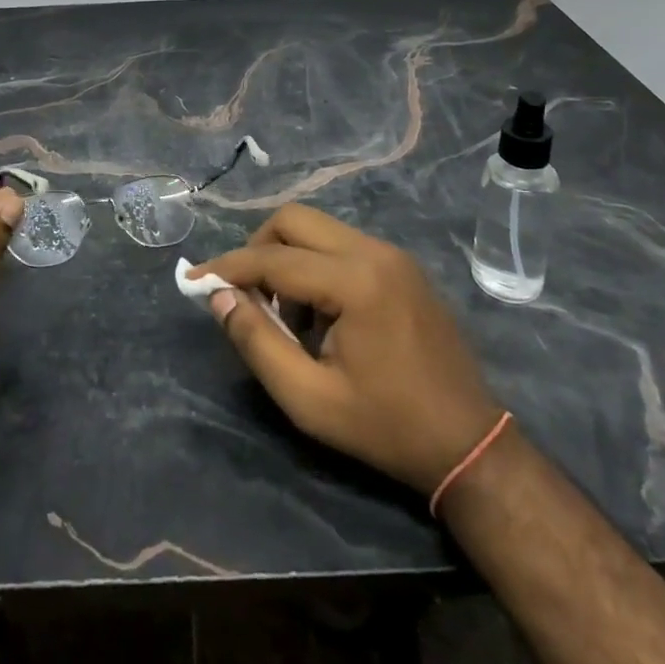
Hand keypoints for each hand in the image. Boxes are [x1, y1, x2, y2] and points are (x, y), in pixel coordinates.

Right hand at [190, 203, 501, 493]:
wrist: (470, 443)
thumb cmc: (386, 427)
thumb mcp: (310, 400)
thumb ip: (257, 343)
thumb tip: (218, 297)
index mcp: (355, 281)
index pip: (273, 259)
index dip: (228, 268)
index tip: (194, 280)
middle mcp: (373, 251)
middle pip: (294, 220)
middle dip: (257, 249)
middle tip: (243, 294)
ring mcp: (392, 253)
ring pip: (318, 229)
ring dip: (288, 259)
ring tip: (287, 317)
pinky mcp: (401, 264)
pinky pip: (341, 245)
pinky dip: (316, 266)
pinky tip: (320, 315)